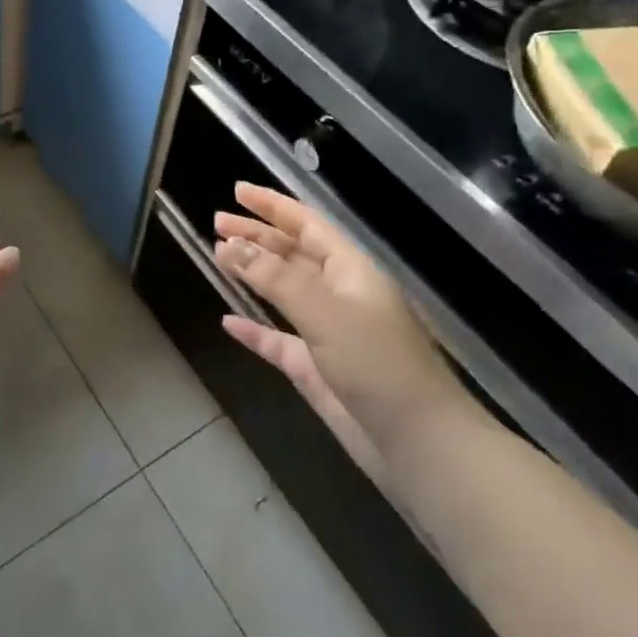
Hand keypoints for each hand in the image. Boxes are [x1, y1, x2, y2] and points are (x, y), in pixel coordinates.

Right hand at [213, 183, 471, 470]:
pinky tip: (228, 322)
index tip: (237, 191)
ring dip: (253, 274)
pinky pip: (278, 340)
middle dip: (257, 235)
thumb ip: (275, 278)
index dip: (272, 205)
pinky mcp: (317, 370)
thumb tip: (230, 246)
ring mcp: (328, 333)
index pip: (306, 224)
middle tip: (216, 222)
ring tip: (218, 256)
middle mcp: (339, 294)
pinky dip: (254, 329)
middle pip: (292, 253)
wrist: (421, 445)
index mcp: (351, 270)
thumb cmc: (378, 364)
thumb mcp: (325, 312)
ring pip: (284, 292)